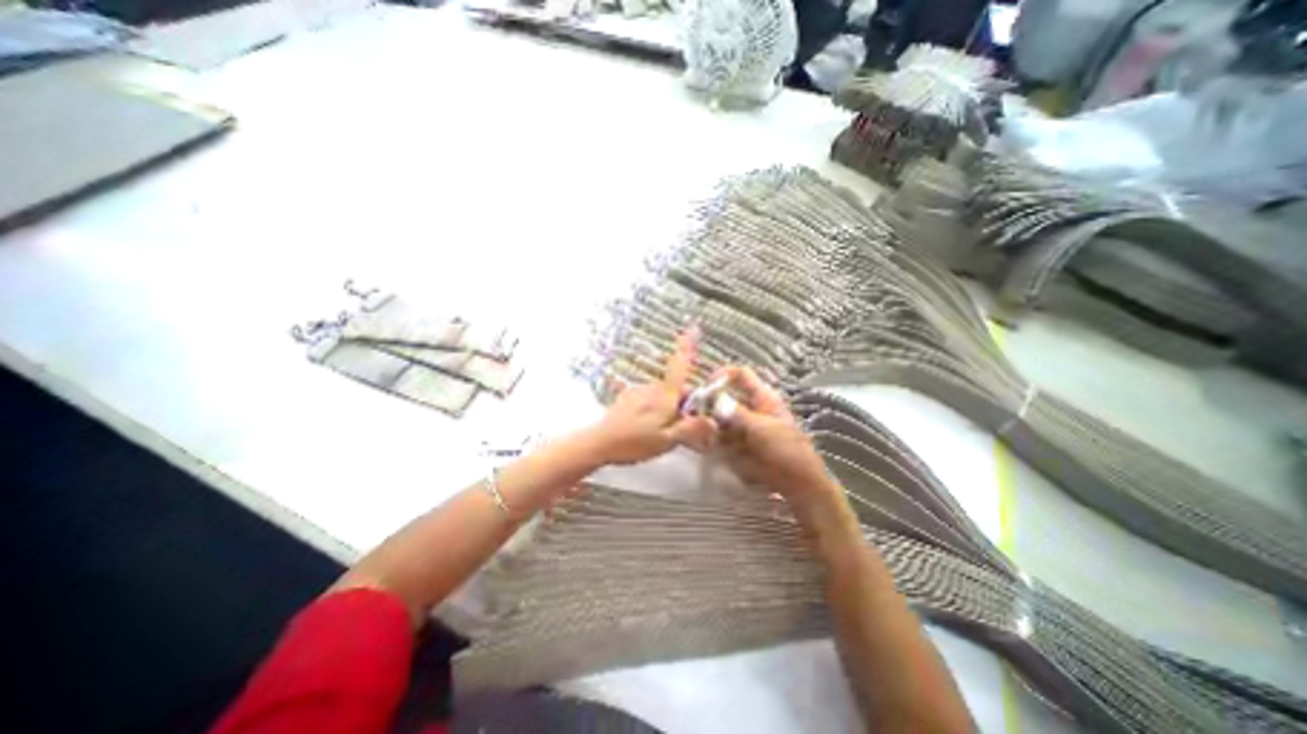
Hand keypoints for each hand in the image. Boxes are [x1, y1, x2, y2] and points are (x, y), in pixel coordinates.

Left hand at [591, 327, 717, 463]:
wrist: (598, 442)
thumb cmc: (634, 442)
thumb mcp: (666, 441)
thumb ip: (690, 429)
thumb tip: (712, 422)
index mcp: (664, 395)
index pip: (680, 366)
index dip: (687, 346)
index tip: (693, 327)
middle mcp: (651, 388)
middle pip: (676, 387)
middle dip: (684, 402)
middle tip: (684, 427)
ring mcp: (638, 391)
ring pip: (663, 395)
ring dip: (669, 408)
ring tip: (663, 432)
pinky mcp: (628, 398)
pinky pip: (649, 399)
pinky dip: (655, 409)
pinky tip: (647, 427)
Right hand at [713, 363, 846, 511]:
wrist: (796, 482)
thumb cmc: (786, 450)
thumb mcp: (763, 429)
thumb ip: (738, 414)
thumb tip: (716, 400)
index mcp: (761, 397)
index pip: (740, 375)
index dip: (723, 375)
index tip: (706, 385)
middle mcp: (748, 408)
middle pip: (723, 396)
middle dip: (709, 402)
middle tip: (695, 412)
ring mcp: (741, 426)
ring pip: (717, 416)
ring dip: (707, 422)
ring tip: (701, 431)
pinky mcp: (735, 443)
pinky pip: (717, 435)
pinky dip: (710, 437)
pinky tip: (705, 443)